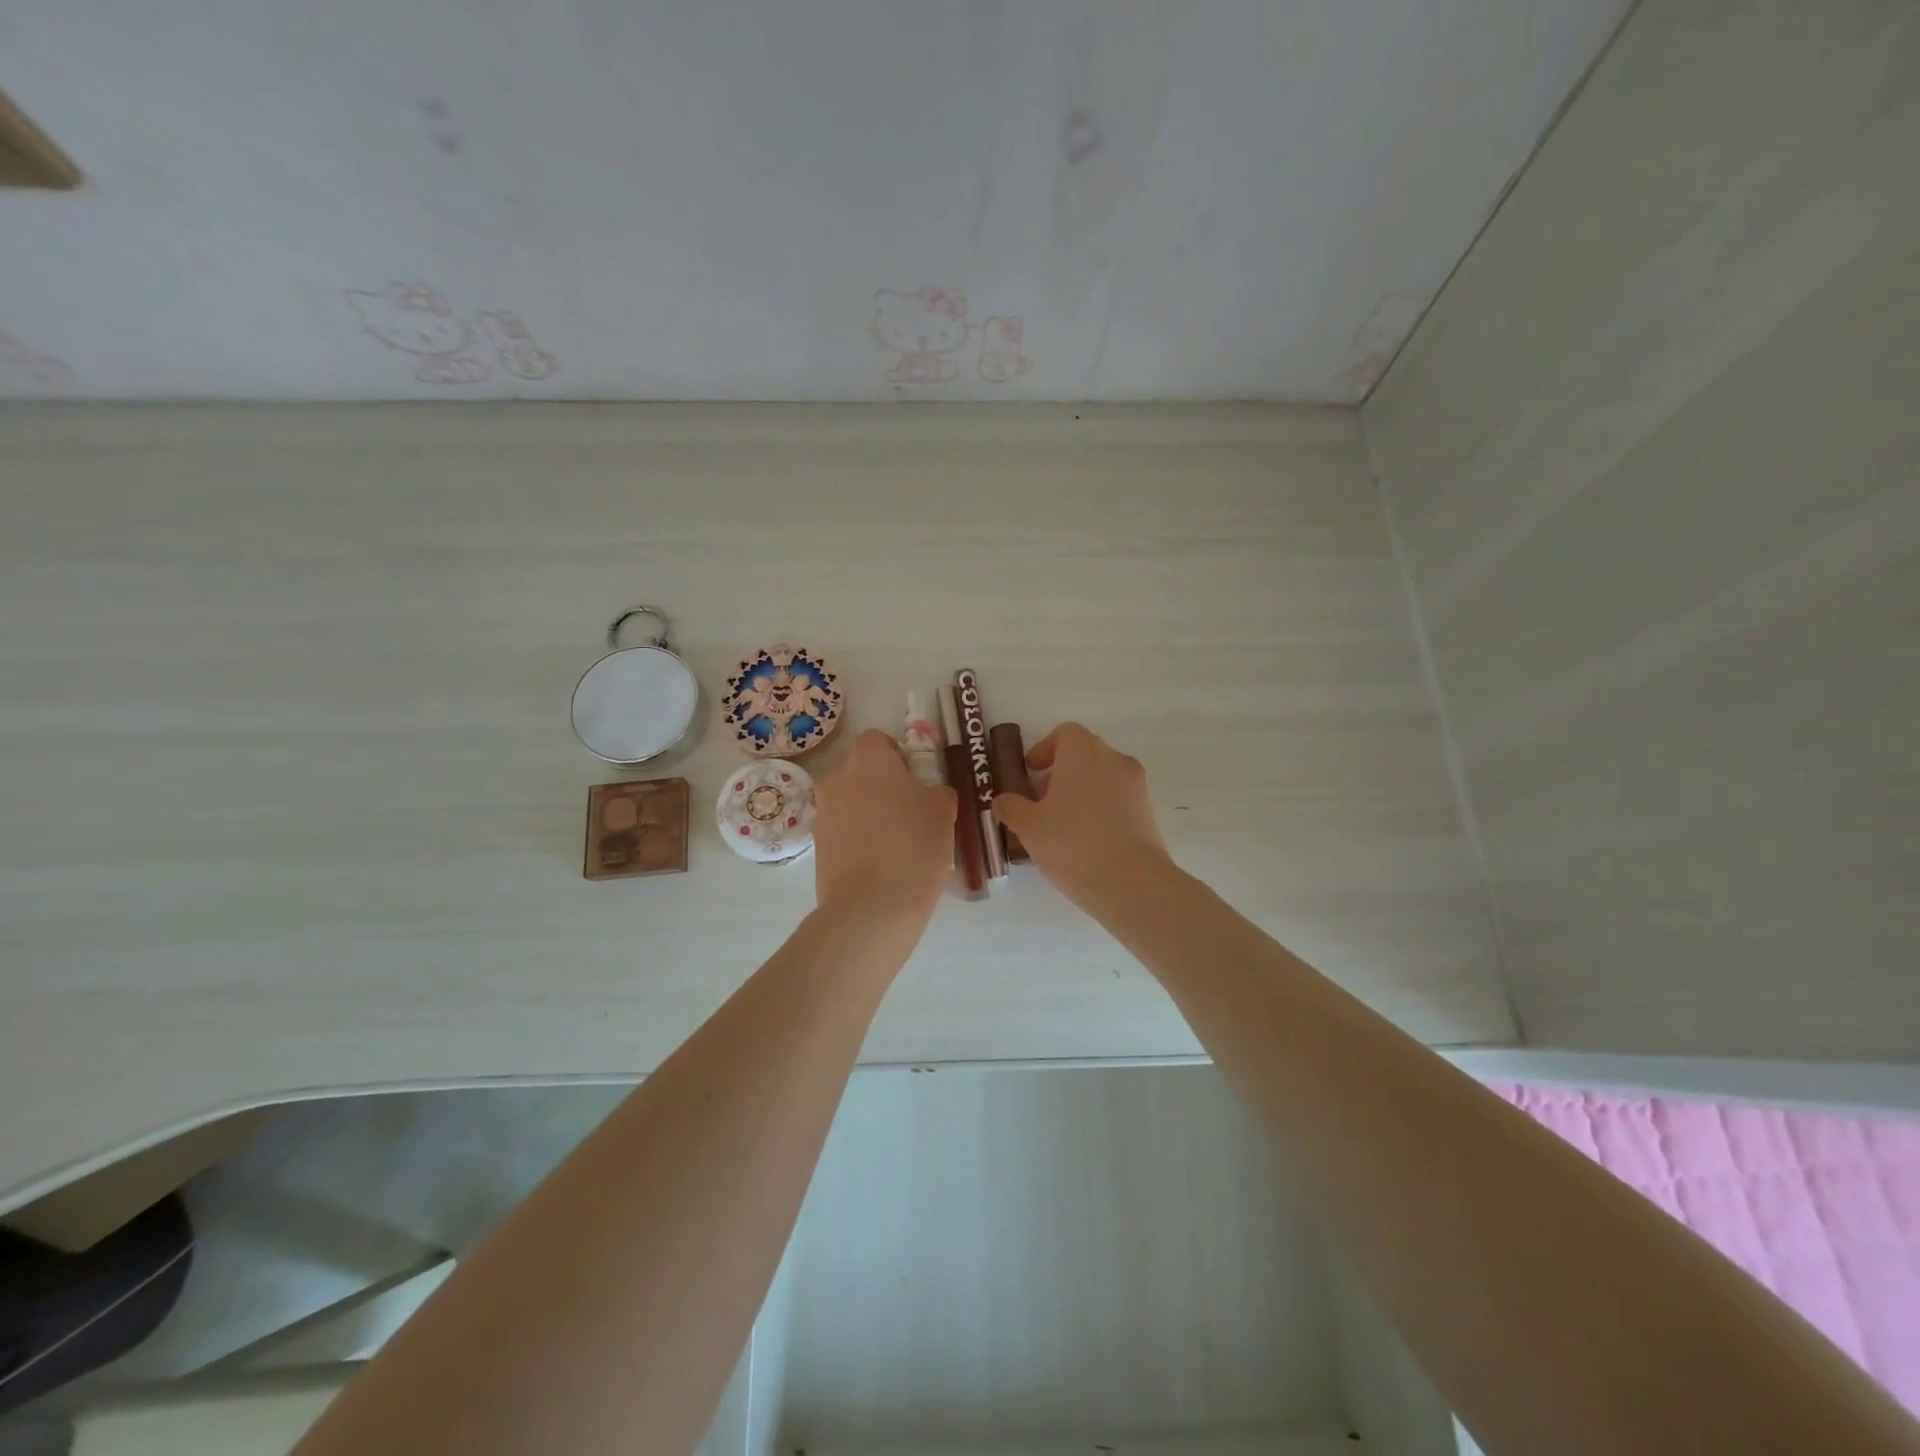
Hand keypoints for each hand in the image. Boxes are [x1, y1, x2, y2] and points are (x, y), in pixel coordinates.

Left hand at [812, 729, 956, 927]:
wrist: (872, 906)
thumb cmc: (914, 846)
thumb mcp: (943, 810)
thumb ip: (935, 790)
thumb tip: (926, 793)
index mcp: (868, 758)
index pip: (879, 740)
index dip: (899, 757)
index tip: (916, 781)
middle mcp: (836, 776)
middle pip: (860, 769)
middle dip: (881, 783)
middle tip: (909, 811)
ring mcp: (822, 811)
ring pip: (849, 800)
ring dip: (868, 811)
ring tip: (894, 842)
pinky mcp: (816, 844)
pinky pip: (842, 828)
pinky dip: (857, 837)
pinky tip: (879, 863)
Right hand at [991, 722, 1172, 911]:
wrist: (1131, 883)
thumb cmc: (1072, 843)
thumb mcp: (1029, 827)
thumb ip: (1012, 808)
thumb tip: (1003, 800)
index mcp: (1084, 752)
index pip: (1065, 733)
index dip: (1044, 749)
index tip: (1031, 773)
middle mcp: (1114, 760)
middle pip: (1084, 755)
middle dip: (1060, 774)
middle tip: (1040, 804)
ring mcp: (1137, 786)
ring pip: (1102, 779)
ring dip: (1081, 794)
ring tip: (1061, 828)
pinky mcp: (1149, 812)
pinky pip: (1118, 801)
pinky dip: (1100, 811)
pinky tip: (1085, 843)